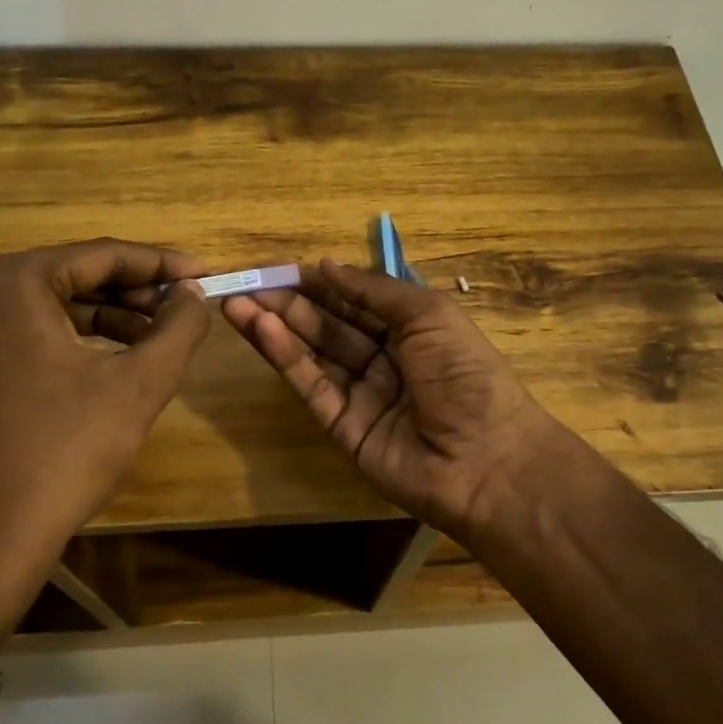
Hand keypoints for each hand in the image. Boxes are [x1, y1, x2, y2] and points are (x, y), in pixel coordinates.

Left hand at [0, 240, 211, 657]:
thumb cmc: (67, 450)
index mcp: (11, 283)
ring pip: (50, 307)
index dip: (160, 264)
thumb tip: (195, 295)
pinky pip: (27, 335)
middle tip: (184, 309)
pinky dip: (74, 340)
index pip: (100, 255)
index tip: (204, 275)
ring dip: (108, 317)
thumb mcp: (139, 383)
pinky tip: (115, 361)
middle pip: (72, 277)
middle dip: (134, 291)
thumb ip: (178, 327)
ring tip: (158, 337)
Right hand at [221, 259, 558, 542]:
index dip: (319, 285)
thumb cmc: (466, 374)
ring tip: (237, 303)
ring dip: (276, 328)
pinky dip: (286, 358)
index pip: (354, 302)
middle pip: (328, 326)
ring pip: (312, 355)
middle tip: (245, 283)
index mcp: (410, 331)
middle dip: (288, 304)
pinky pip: (312, 386)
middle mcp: (383, 360)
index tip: (279, 268)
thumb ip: (375, 290)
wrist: (485, 458)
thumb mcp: (429, 315)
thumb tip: (328, 265)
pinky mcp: (342, 428)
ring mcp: (361, 396)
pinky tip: (263, 330)